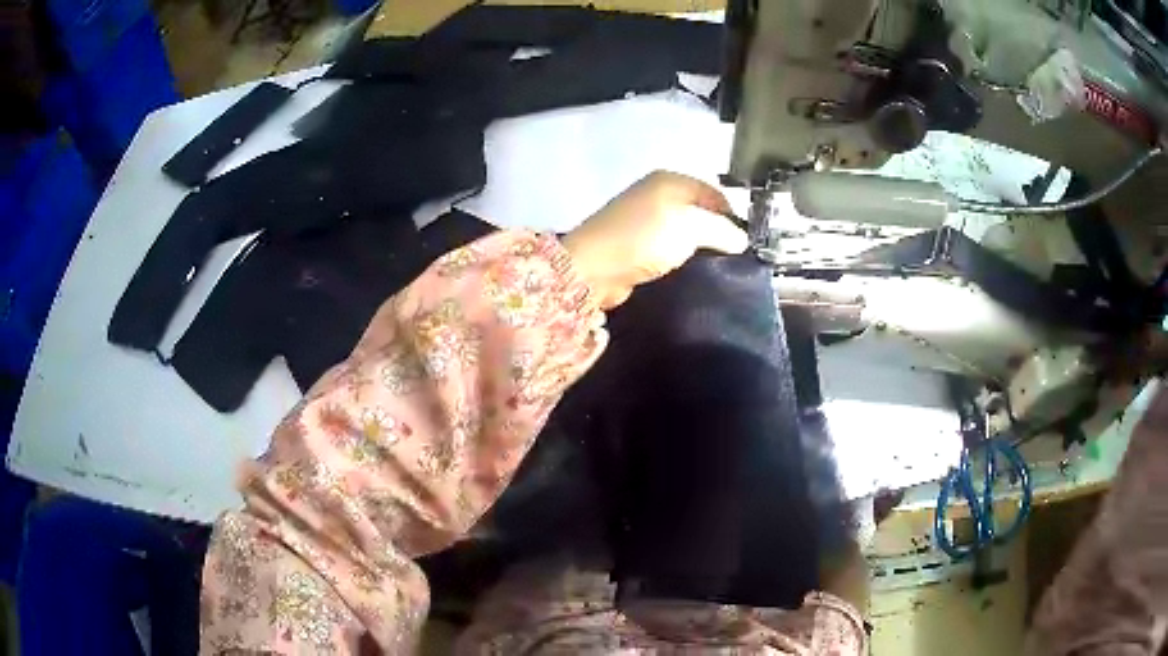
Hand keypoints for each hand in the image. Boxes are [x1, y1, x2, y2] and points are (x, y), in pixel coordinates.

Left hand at [562, 171, 748, 308]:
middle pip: (698, 211)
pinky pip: (668, 248)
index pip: (712, 192)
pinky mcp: (635, 244)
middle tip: (734, 257)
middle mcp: (656, 194)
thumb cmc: (646, 237)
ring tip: (716, 267)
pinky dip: (680, 258)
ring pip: (684, 232)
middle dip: (716, 232)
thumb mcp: (692, 226)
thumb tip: (742, 239)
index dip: (731, 214)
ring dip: (698, 248)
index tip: (745, 242)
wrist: (594, 268)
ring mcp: (644, 219)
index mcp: (669, 180)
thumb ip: (721, 229)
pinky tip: (690, 271)